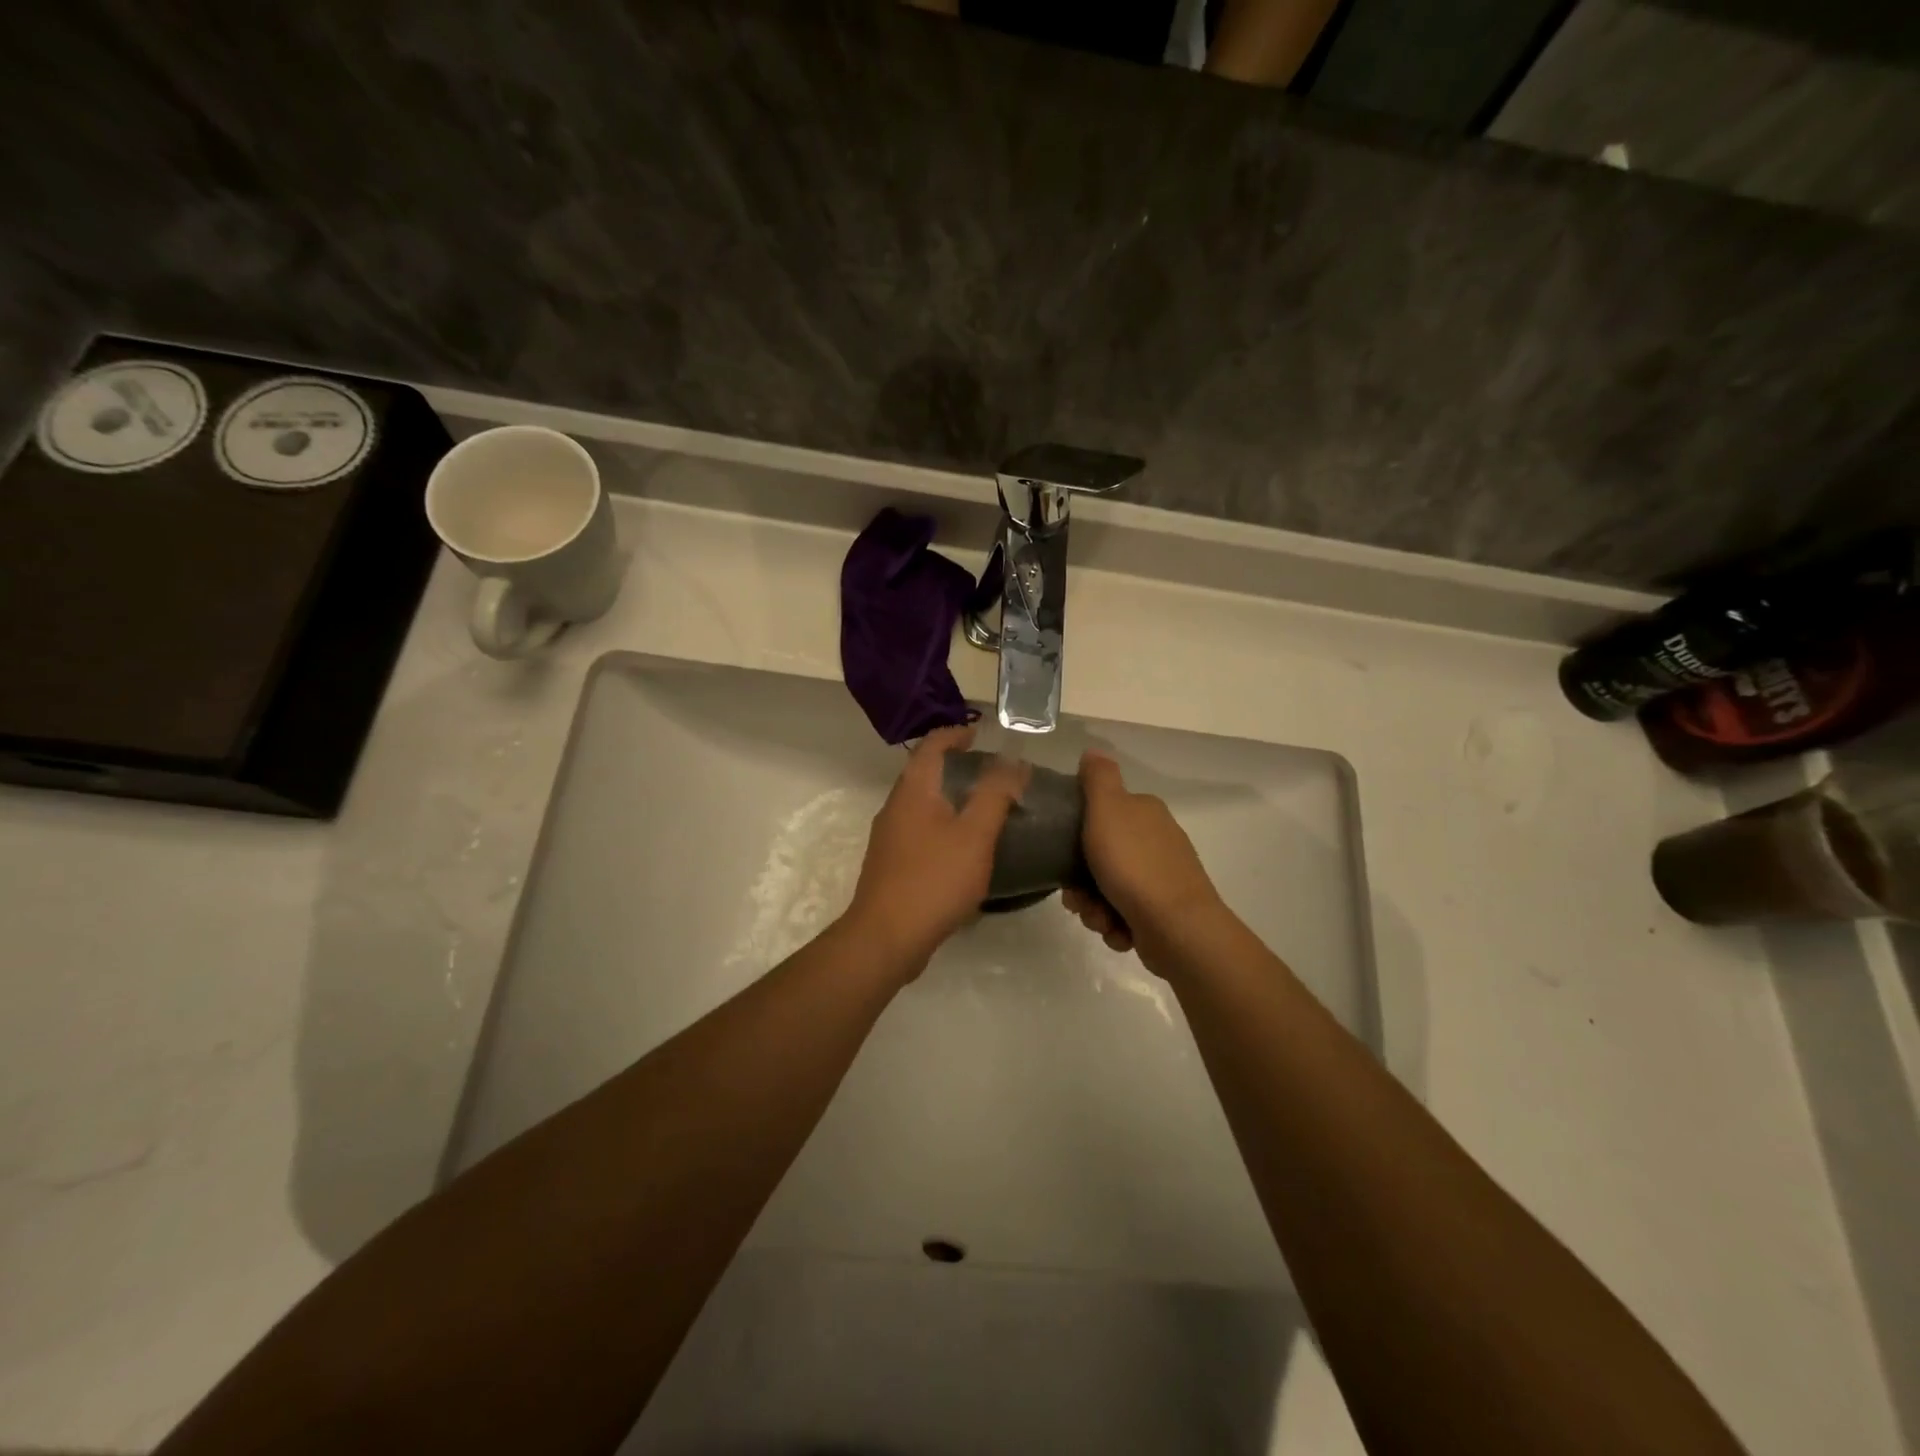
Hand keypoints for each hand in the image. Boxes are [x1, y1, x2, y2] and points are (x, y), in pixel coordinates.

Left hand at [845, 725, 1028, 976]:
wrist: (886, 937)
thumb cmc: (934, 880)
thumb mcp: (975, 835)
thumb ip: (995, 795)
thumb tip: (1013, 761)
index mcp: (912, 791)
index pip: (931, 746)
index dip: (955, 733)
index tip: (980, 732)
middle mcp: (895, 807)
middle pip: (923, 773)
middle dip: (953, 764)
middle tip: (989, 770)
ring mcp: (889, 837)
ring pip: (921, 803)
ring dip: (948, 796)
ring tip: (982, 805)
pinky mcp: (891, 864)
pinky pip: (919, 830)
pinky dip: (942, 823)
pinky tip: (962, 846)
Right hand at [1062, 751, 1227, 972]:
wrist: (1177, 927)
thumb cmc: (1134, 865)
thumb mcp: (1108, 810)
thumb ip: (1098, 779)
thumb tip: (1093, 751)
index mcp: (1144, 812)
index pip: (1100, 814)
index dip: (1076, 835)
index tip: (1062, 854)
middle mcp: (1156, 841)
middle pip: (1100, 856)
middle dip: (1082, 882)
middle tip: (1076, 897)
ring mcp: (1161, 878)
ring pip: (1108, 889)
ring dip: (1094, 908)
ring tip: (1099, 919)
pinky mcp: (1161, 912)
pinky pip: (1123, 915)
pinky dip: (1115, 925)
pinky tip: (1118, 931)